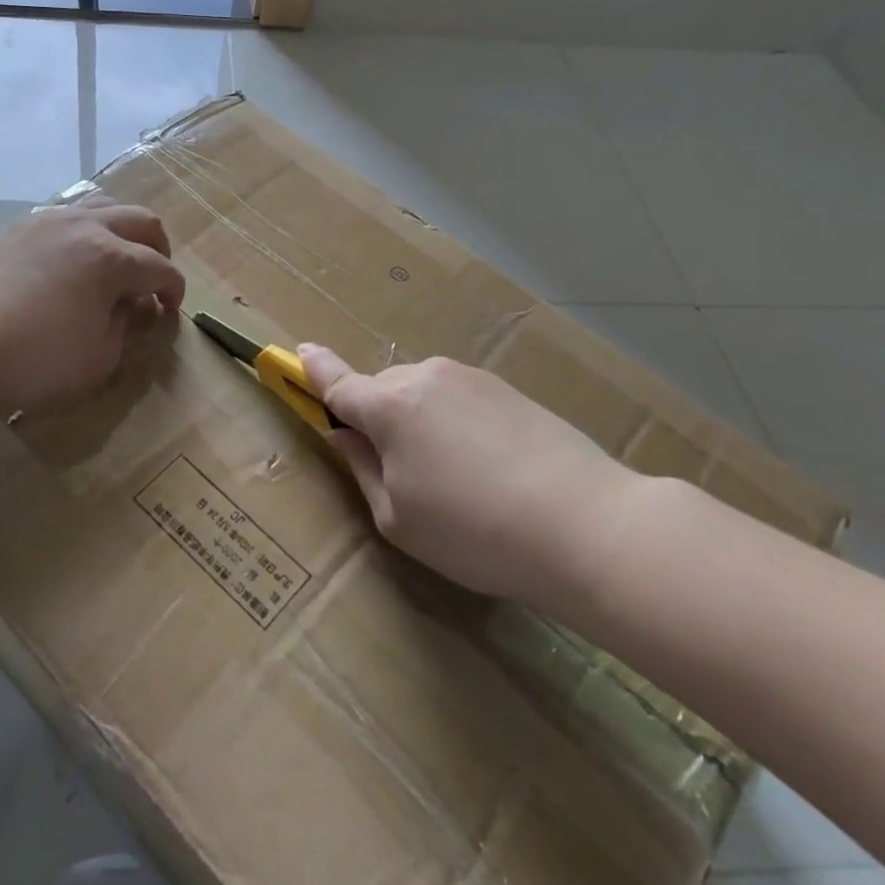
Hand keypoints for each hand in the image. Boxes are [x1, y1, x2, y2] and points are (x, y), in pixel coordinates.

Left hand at [0, 200, 184, 416]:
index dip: (174, 290)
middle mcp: (84, 226)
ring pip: (102, 205)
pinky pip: (65, 215)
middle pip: (140, 220)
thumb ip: (126, 326)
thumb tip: (132, 305)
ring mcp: (47, 220)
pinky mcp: (17, 227)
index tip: (170, 311)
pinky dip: (84, 230)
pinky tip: (73, 259)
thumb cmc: (35, 360)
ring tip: (118, 258)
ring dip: (122, 229)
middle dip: (158, 248)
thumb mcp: (99, 357)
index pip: (160, 268)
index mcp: (111, 258)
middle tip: (154, 278)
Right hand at [299, 347, 643, 613]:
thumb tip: (344, 434)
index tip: (297, 353)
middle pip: (382, 391)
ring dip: (420, 423)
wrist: (586, 524)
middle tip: (400, 475)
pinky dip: (456, 425)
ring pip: (423, 395)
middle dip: (377, 420)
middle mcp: (426, 377)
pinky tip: (488, 469)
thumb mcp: (397, 517)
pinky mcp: (509, 390)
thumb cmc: (474, 531)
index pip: (337, 383)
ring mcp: (472, 379)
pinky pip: (460, 401)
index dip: (313, 372)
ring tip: (455, 480)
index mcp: (389, 406)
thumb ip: (362, 468)